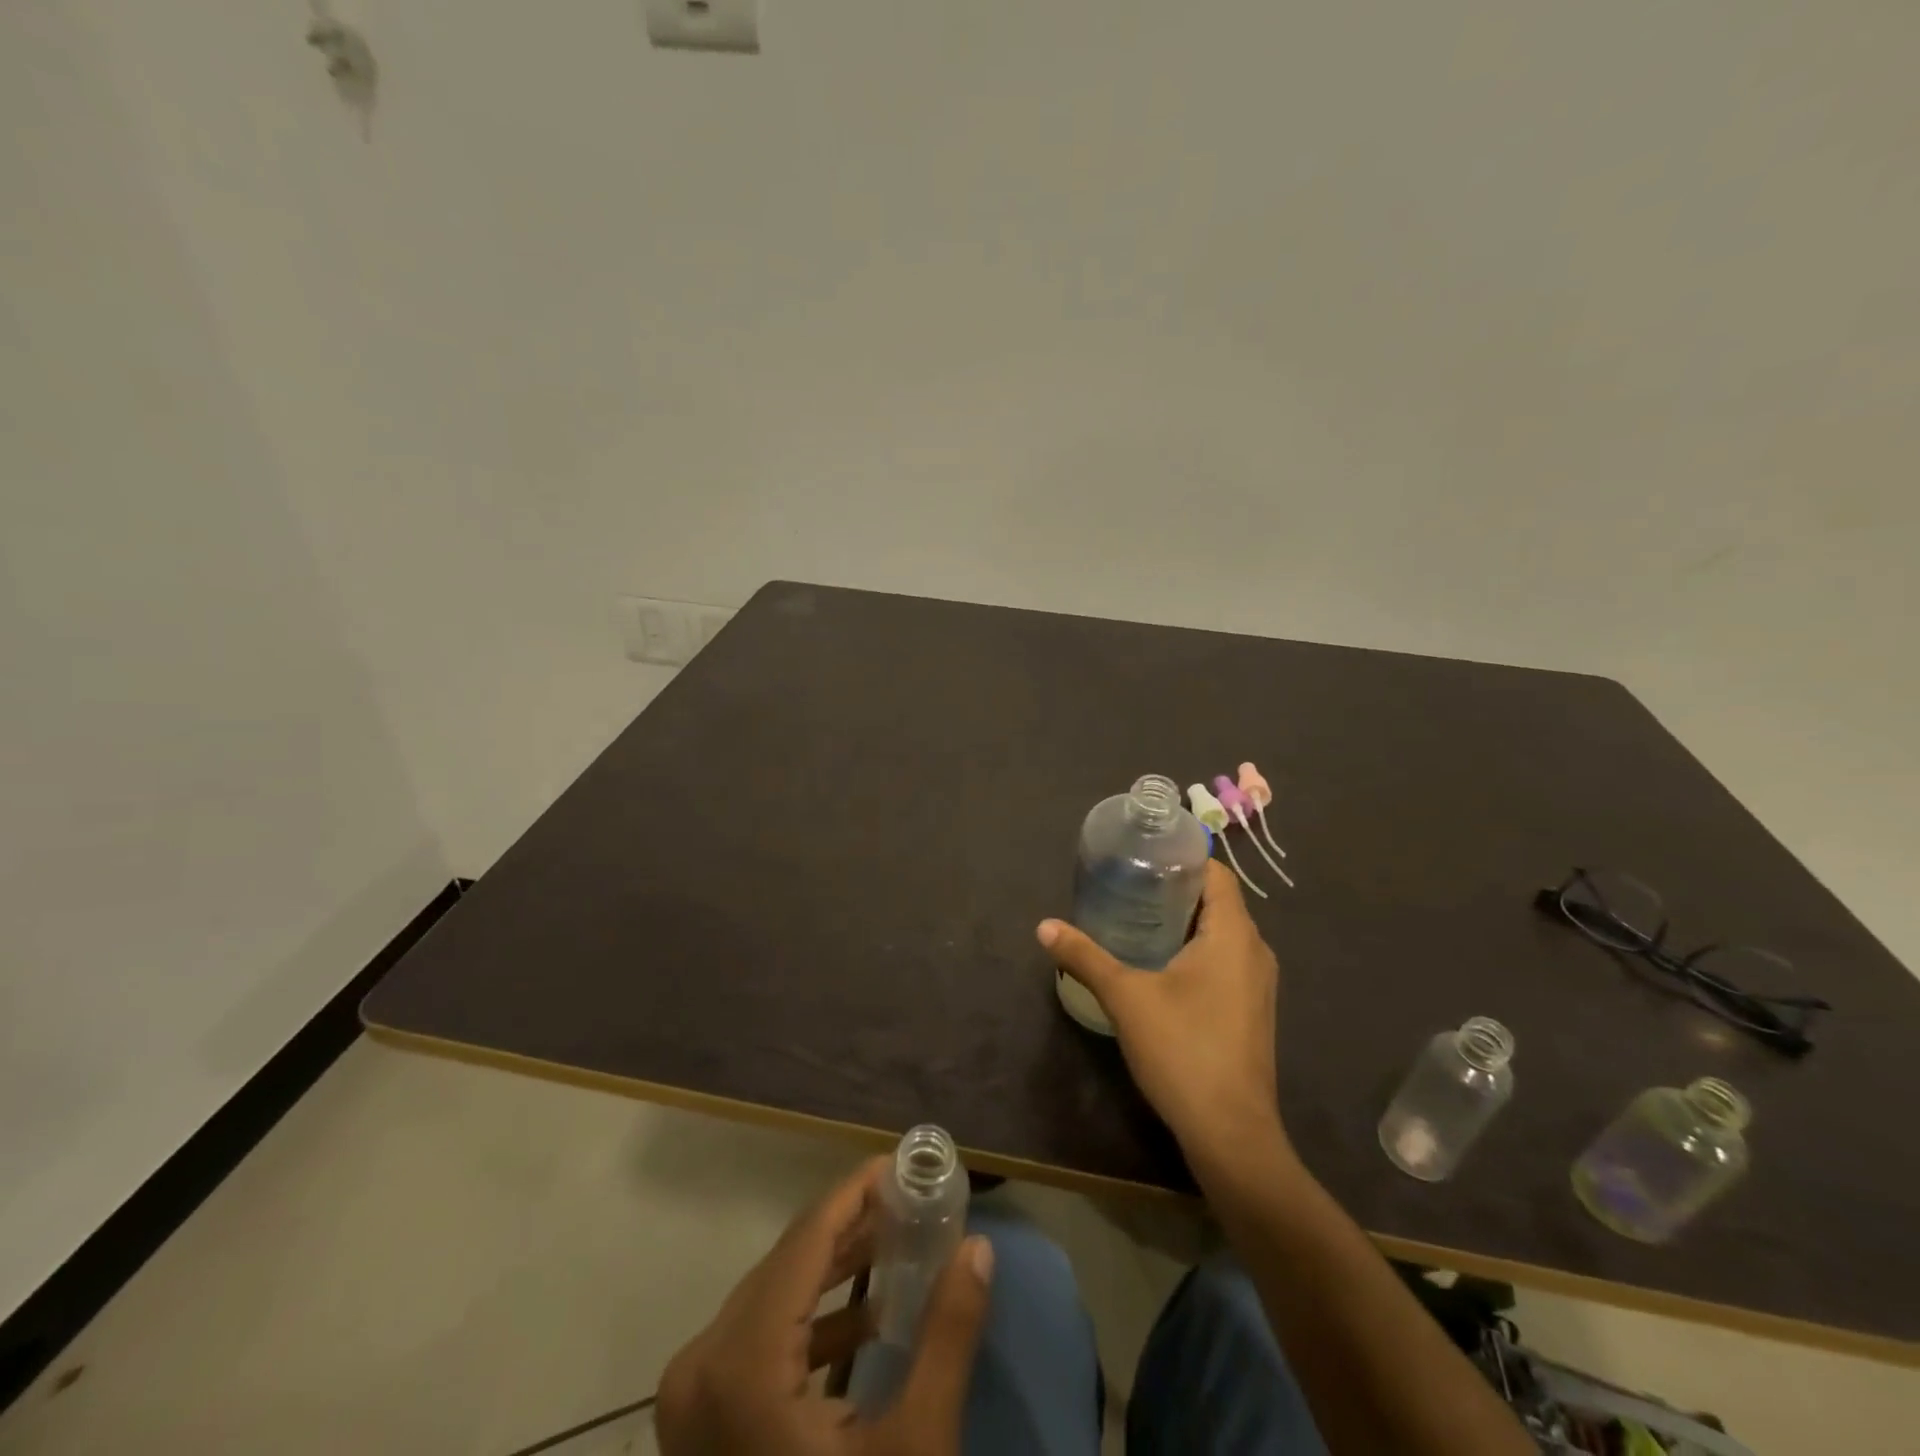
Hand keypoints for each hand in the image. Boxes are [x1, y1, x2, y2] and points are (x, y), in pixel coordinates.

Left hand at [656, 1157, 993, 1455]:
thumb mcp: (915, 1449)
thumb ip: (948, 1336)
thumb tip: (979, 1249)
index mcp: (742, 1363)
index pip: (806, 1239)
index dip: (855, 1192)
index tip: (900, 1162)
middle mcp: (701, 1362)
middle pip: (788, 1261)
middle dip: (852, 1227)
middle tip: (910, 1202)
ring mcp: (691, 1394)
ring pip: (773, 1293)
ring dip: (834, 1268)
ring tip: (896, 1245)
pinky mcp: (699, 1417)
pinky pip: (759, 1334)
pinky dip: (810, 1316)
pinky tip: (864, 1318)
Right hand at [1039, 861, 1283, 1162]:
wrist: (1231, 1134)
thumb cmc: (1183, 1051)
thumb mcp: (1125, 997)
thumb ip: (1085, 956)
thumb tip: (1044, 926)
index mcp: (1234, 935)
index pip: (1216, 873)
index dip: (1180, 859)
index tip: (1141, 858)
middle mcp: (1254, 951)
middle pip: (1217, 902)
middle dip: (1173, 891)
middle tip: (1126, 887)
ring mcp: (1257, 983)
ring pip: (1220, 934)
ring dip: (1182, 923)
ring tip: (1134, 920)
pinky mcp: (1251, 1010)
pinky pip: (1224, 961)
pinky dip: (1194, 951)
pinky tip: (1158, 965)